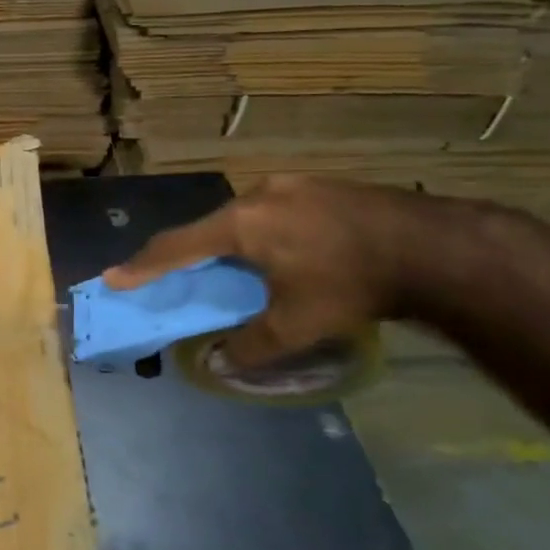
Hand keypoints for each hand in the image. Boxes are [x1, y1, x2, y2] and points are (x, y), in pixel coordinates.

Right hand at [103, 175, 430, 367]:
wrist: (435, 247)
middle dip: (188, 254)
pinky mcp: (319, 185)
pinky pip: (271, 209)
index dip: (142, 265)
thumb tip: (217, 364)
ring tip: (234, 268)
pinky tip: (282, 251)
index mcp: (241, 224)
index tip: (113, 277)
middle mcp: (256, 195)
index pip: (176, 247)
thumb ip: (251, 345)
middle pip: (207, 227)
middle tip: (176, 276)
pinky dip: (259, 233)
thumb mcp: (298, 323)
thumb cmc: (353, 284)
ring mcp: (290, 184)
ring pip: (241, 217)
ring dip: (227, 243)